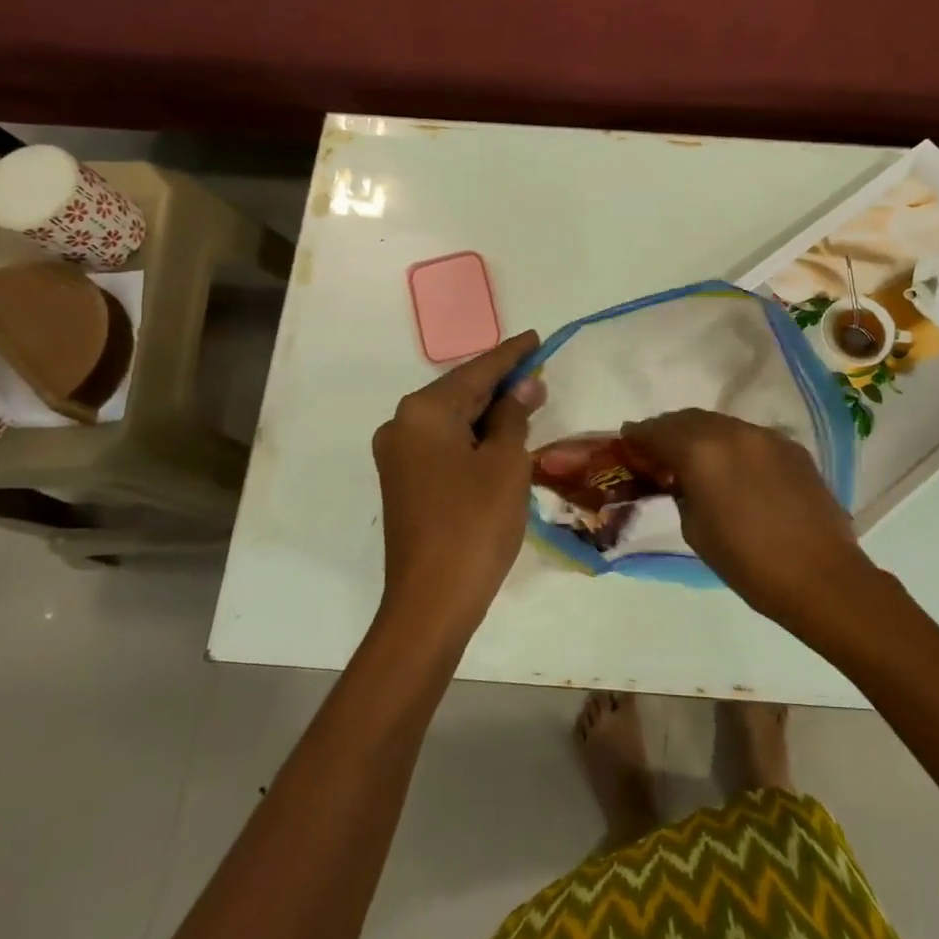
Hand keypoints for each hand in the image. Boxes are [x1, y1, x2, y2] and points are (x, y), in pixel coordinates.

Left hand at [372, 331, 542, 646]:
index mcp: (424, 411)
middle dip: (501, 384)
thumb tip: (524, 386)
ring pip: (453, 420)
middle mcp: (402, 424)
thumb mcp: (506, 462)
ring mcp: (399, 455)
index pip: (477, 371)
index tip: (536, 338)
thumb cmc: (475, 523)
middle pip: (461, 392)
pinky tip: (501, 437)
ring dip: (489, 413)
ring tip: (528, 402)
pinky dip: (474, 437)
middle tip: (539, 373)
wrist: (432, 600)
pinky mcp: (405, 481)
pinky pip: (444, 444)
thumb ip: (514, 415)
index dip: (511, 355)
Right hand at [621, 410, 878, 626]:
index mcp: (702, 452)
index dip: (639, 435)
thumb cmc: (747, 562)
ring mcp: (766, 436)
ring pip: (722, 423)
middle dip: (669, 429)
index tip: (628, 440)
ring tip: (694, 456)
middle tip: (657, 449)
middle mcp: (733, 432)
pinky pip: (750, 436)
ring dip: (701, 434)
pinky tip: (733, 467)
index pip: (659, 431)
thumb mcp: (695, 529)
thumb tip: (681, 478)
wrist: (820, 576)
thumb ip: (682, 492)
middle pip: (690, 418)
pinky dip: (732, 444)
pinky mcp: (792, 447)